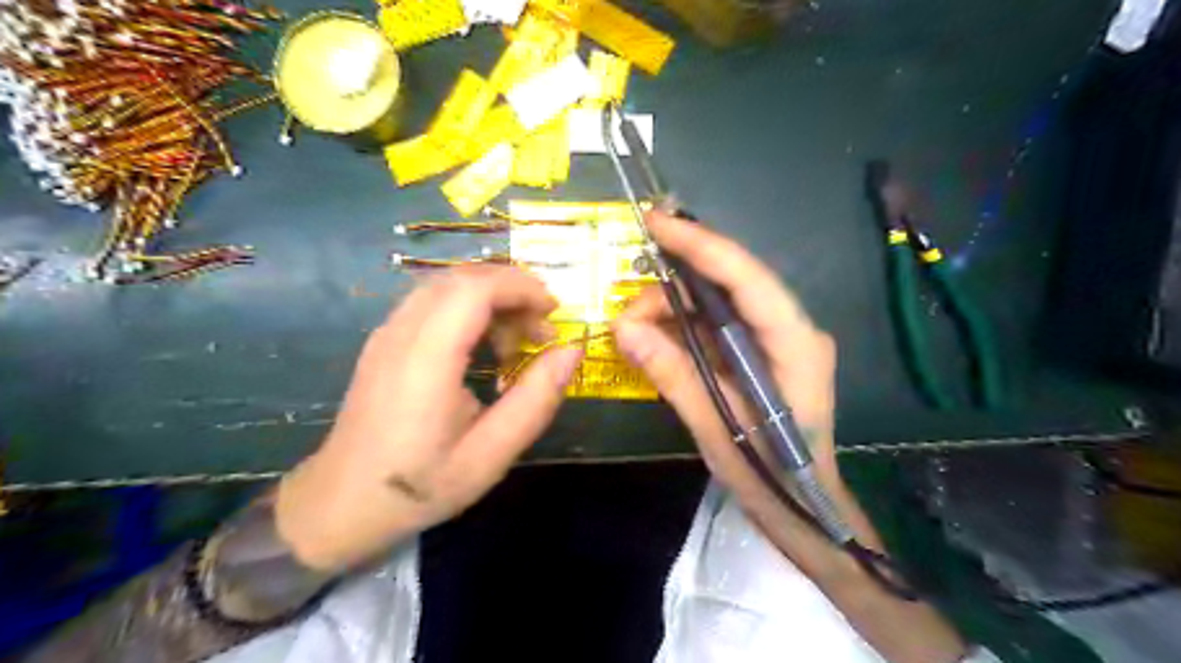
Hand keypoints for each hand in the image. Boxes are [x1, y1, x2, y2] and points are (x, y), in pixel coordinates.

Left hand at [276, 263, 579, 568]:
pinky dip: (469, 307)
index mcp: (426, 360)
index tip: (554, 314)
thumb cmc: (420, 485)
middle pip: (462, 278)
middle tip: (543, 329)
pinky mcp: (385, 341)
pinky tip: (483, 345)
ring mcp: (388, 333)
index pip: (474, 289)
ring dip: (492, 298)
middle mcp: (402, 333)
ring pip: (447, 285)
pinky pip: (433, 301)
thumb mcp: (490, 455)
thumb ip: (535, 400)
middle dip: (512, 290)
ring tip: (518, 340)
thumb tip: (572, 350)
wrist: (341, 505)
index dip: (521, 288)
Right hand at [620, 213, 967, 662]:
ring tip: (635, 333)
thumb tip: (622, 328)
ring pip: (719, 302)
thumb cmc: (770, 475)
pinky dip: (683, 326)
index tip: (655, 222)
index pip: (748, 278)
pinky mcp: (763, 350)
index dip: (701, 244)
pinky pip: (718, 324)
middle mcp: (793, 329)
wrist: (805, 507)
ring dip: (673, 309)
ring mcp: (779, 338)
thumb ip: (673, 374)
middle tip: (628, 312)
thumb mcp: (716, 427)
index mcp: (795, 344)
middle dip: (673, 289)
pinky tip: (656, 339)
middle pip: (730, 285)